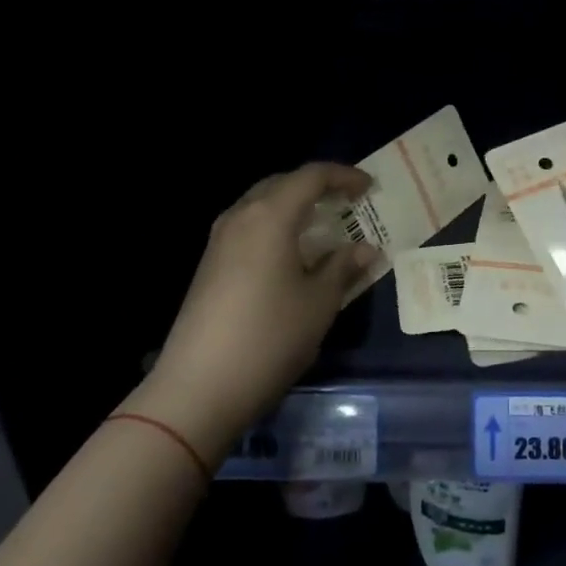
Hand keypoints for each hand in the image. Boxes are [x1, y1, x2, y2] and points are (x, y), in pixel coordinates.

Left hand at [134, 163, 377, 466]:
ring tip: (321, 227)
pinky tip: (290, 255)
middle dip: (316, 186)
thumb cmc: (268, 338)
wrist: (196, 389)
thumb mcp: (319, 304)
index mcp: (270, 215)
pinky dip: (275, 227)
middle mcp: (241, 216)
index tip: (368, 188)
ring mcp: (219, 240)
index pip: (311, 176)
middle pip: (282, 183)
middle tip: (346, 203)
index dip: (344, 176)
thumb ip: (343, 268)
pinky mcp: (209, 265)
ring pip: (261, 204)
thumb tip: (366, 249)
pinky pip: (248, 227)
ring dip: (293, 207)